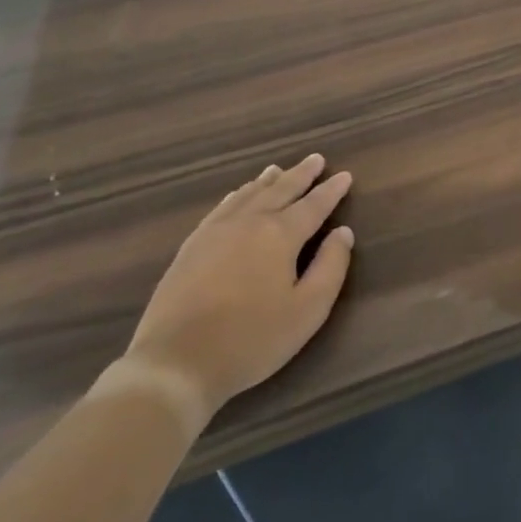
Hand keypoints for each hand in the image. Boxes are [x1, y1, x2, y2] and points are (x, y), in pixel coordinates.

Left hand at [123, 155, 353, 421]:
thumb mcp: (308, 310)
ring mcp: (215, 232)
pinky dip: (236, 196)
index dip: (331, 190)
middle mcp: (249, 223)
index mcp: (280, 235)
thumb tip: (343, 233)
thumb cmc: (252, 339)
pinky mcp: (191, 247)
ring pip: (247, 195)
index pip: (313, 205)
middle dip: (301, 175)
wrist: (176, 362)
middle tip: (316, 159)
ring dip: (268, 181)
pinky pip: (220, 208)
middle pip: (280, 191)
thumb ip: (331, 267)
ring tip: (278, 169)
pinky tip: (238, 195)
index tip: (344, 175)